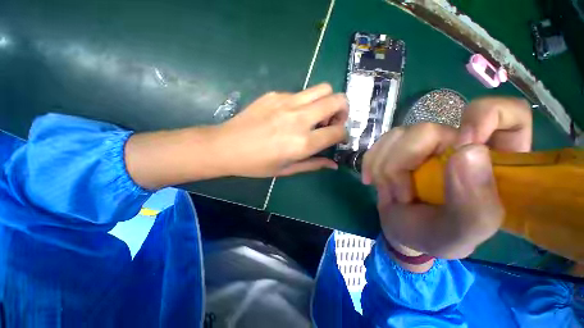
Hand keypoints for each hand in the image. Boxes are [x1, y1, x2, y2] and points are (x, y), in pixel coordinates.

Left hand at [125, 84, 346, 189]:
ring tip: (315, 116)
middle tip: (332, 122)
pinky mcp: (275, 94)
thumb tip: (333, 165)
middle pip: (337, 100)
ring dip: (326, 102)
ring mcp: (286, 102)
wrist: (226, 146)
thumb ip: (313, 165)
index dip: (343, 134)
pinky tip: (292, 115)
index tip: (338, 137)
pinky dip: (305, 103)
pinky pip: (301, 93)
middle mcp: (299, 119)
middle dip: (342, 110)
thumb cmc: (256, 164)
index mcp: (302, 143)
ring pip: (322, 88)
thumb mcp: (286, 170)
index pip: (338, 131)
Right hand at [363, 97, 531, 258]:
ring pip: (397, 136)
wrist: (404, 232)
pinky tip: (371, 180)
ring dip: (384, 168)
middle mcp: (458, 142)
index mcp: (494, 159)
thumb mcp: (464, 231)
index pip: (508, 113)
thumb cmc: (440, 235)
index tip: (461, 145)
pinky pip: (380, 143)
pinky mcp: (398, 147)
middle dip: (402, 164)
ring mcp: (424, 143)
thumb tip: (466, 151)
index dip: (484, 117)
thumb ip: (475, 202)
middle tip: (400, 195)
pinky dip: (370, 163)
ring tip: (388, 193)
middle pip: (427, 129)